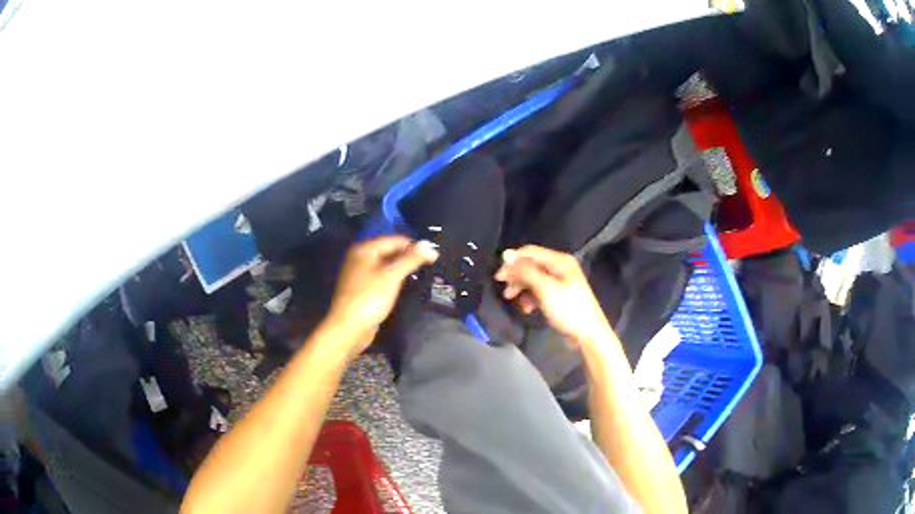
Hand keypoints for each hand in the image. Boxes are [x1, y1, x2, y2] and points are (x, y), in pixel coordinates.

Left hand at [326, 236, 437, 345]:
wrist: (349, 328)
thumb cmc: (369, 298)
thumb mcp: (392, 275)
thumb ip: (411, 259)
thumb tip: (429, 245)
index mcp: (365, 249)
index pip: (395, 240)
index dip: (414, 246)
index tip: (433, 255)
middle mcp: (360, 258)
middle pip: (390, 251)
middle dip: (408, 257)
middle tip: (430, 265)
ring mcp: (360, 274)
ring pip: (386, 266)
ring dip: (402, 269)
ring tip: (422, 274)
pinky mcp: (363, 289)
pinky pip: (382, 278)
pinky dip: (394, 280)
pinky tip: (405, 286)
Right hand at [494, 245, 612, 348]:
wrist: (588, 334)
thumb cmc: (568, 309)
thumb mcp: (545, 288)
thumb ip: (525, 271)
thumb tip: (506, 254)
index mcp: (559, 260)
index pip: (529, 252)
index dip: (512, 261)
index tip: (499, 277)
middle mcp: (560, 267)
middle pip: (531, 265)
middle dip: (516, 277)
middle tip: (505, 291)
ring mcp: (561, 282)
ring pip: (533, 279)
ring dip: (522, 289)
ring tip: (513, 301)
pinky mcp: (559, 296)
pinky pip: (540, 291)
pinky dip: (531, 298)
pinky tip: (527, 309)